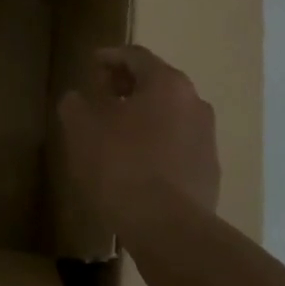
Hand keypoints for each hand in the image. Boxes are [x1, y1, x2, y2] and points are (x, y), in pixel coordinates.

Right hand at [58, 45, 218, 228]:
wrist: (169, 229)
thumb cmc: (121, 166)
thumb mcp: (81, 128)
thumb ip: (76, 103)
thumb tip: (80, 99)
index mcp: (166, 83)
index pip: (136, 56)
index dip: (110, 56)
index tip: (91, 64)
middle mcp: (194, 103)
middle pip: (157, 83)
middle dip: (127, 86)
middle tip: (101, 95)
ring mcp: (206, 138)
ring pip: (169, 115)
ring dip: (143, 116)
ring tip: (115, 132)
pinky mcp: (208, 171)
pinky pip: (176, 145)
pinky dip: (155, 144)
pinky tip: (135, 164)